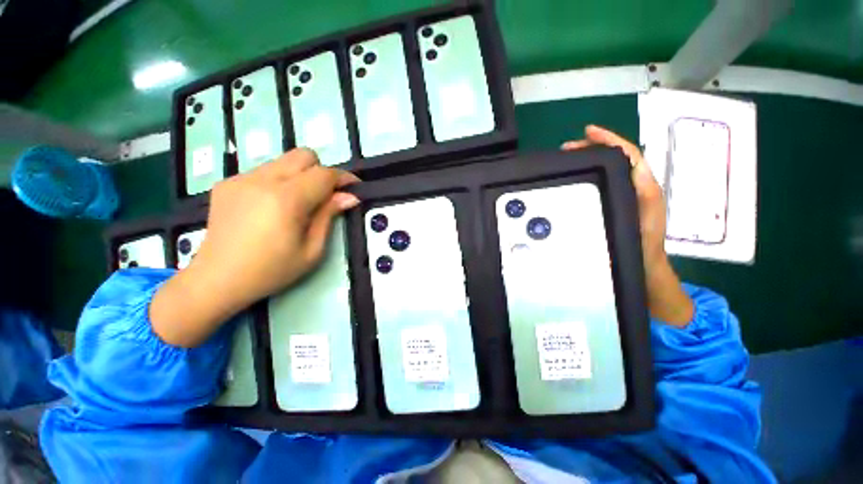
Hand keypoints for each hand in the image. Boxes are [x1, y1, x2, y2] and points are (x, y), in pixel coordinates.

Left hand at [151, 149, 359, 346]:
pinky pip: (264, 171)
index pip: (324, 174)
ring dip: (300, 176)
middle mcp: (263, 180)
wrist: (217, 279)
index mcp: (286, 199)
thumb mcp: (312, 250)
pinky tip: (272, 206)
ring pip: (283, 161)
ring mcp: (241, 179)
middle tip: (325, 195)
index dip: (344, 178)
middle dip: (321, 171)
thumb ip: (329, 216)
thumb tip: (349, 197)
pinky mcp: (227, 183)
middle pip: (303, 155)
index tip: (354, 187)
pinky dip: (278, 181)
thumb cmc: (271, 270)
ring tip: (297, 203)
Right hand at [562, 125, 692, 325]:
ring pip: (609, 169)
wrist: (643, 269)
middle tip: (568, 148)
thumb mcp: (643, 221)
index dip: (610, 140)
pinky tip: (576, 178)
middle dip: (593, 147)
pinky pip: (603, 183)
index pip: (628, 154)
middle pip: (616, 157)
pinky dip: (589, 175)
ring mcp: (625, 196)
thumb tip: (634, 165)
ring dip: (589, 159)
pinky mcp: (615, 204)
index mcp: (643, 187)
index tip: (588, 132)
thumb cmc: (643, 247)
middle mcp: (635, 187)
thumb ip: (643, 194)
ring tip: (569, 158)